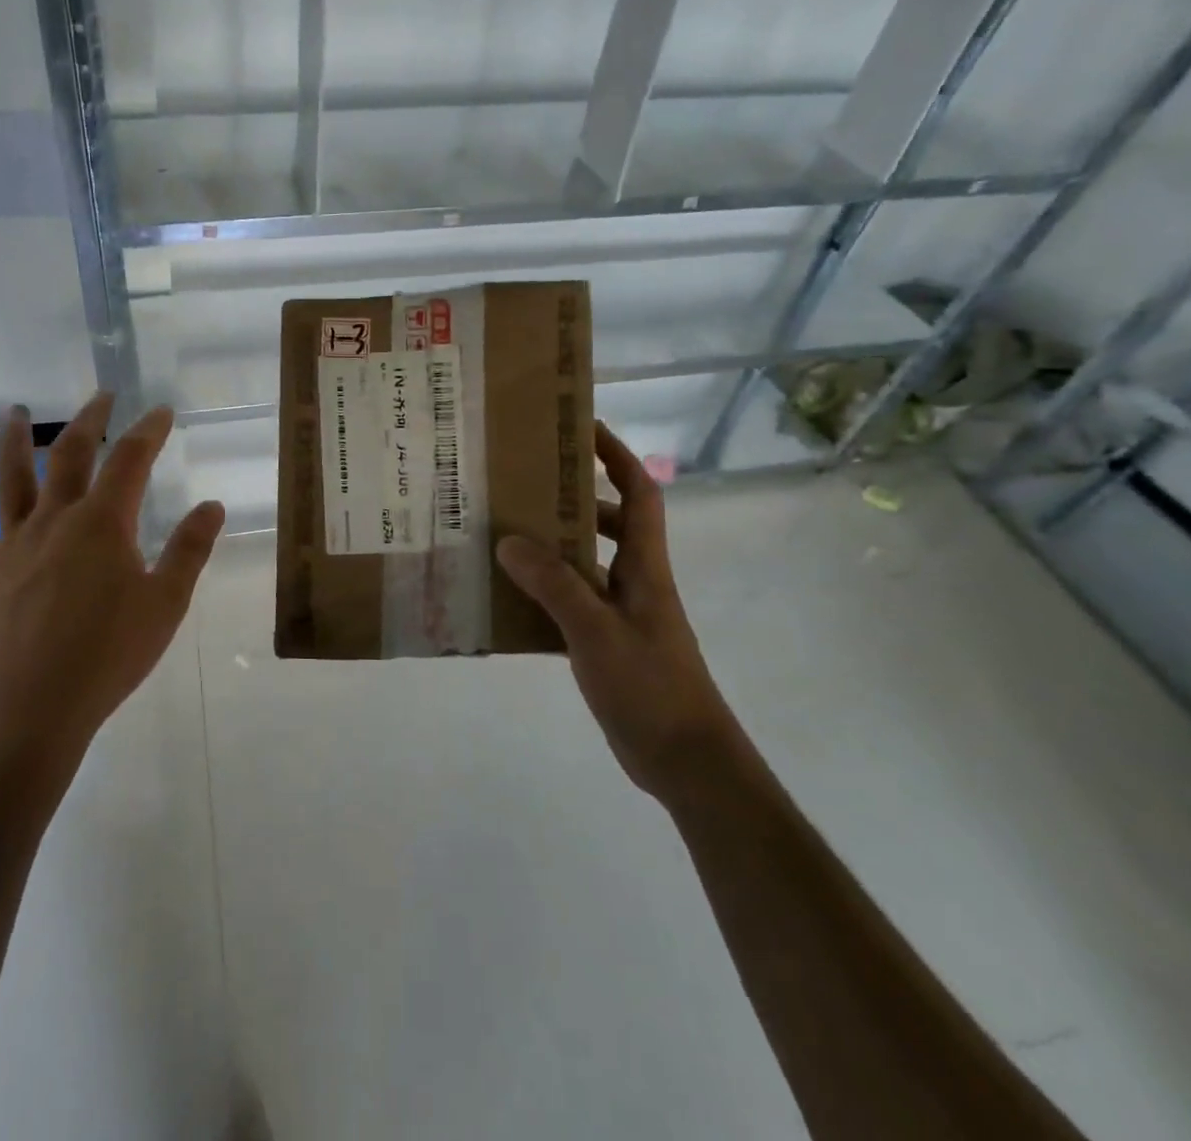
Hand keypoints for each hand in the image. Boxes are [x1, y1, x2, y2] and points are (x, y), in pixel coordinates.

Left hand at [0, 393, 224, 773]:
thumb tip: (212, 506)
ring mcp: (16, 546)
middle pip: (70, 455)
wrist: (30, 709)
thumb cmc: (108, 655)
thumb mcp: (166, 604)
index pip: (130, 460)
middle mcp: (56, 521)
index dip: (148, 431)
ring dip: (16, 442)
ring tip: (17, 413)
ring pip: (12, 480)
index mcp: (103, 523)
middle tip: (101, 397)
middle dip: (89, 421)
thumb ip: (190, 550)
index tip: (161, 411)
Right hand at [497, 421, 734, 797]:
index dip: (617, 456)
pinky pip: (570, 602)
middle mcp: (635, 582)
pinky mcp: (607, 644)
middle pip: (610, 522)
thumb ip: (554, 584)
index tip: (582, 429)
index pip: (640, 493)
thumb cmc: (651, 686)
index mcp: (645, 567)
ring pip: (586, 563)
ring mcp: (622, 614)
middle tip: (524, 486)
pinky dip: (543, 592)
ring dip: (553, 546)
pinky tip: (508, 597)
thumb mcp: (596, 631)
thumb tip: (509, 541)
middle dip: (574, 498)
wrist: (686, 760)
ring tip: (504, 535)